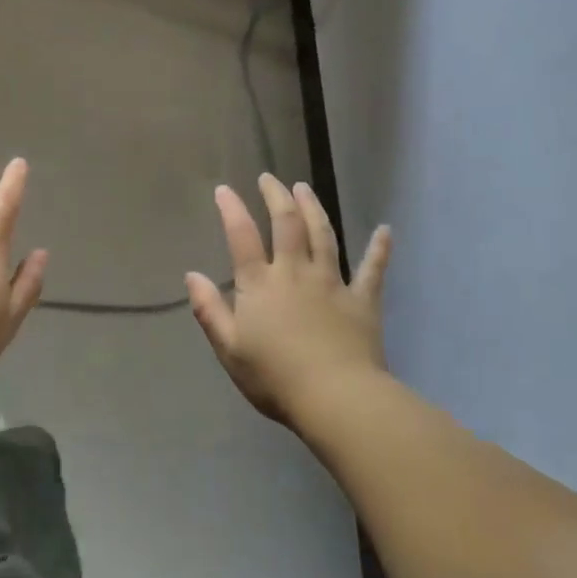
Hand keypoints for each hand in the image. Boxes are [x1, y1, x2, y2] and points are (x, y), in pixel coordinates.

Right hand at [185, 174, 391, 426]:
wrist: (336, 398)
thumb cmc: (275, 378)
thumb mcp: (229, 348)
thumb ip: (209, 309)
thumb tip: (191, 275)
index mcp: (260, 285)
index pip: (242, 237)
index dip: (231, 210)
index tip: (224, 189)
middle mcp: (295, 273)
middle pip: (287, 224)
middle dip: (277, 197)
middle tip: (270, 178)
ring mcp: (331, 283)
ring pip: (324, 235)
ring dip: (314, 208)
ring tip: (305, 188)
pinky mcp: (362, 300)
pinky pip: (373, 269)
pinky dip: (379, 249)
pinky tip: (385, 230)